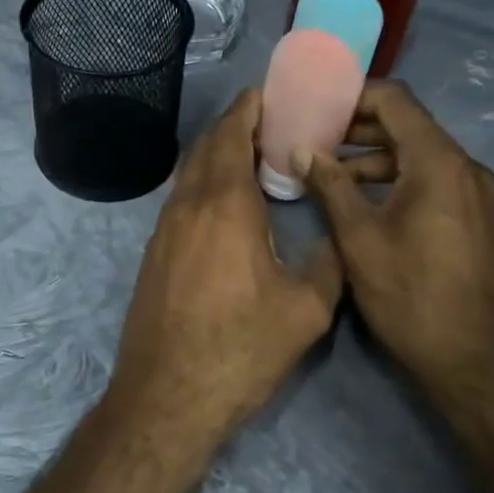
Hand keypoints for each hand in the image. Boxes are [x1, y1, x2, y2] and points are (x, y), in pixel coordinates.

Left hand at [110, 90, 342, 440]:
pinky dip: (204, 183)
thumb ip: (329, 263)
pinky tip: (226, 205)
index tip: (271, 93)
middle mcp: (187, 205)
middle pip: (207, 146)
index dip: (250, 107)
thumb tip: (338, 237)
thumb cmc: (240, 350)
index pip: (232, 134)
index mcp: (224, 204)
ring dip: (217, 154)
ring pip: (189, 173)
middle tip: (271, 122)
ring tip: (253, 157)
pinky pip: (181, 199)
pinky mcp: (155, 254)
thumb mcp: (307, 310)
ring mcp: (164, 230)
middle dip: (235, 124)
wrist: (167, 399)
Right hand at [298, 81, 493, 403]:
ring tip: (330, 174)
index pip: (395, 100)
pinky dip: (398, 180)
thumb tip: (303, 150)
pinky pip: (434, 180)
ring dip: (375, 158)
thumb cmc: (410, 296)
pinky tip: (365, 202)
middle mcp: (466, 167)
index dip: (352, 95)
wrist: (474, 360)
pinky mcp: (478, 217)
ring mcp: (477, 193)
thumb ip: (330, 186)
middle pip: (408, 125)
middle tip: (314, 139)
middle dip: (358, 128)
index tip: (315, 105)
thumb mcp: (359, 239)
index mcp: (439, 163)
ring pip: (420, 155)